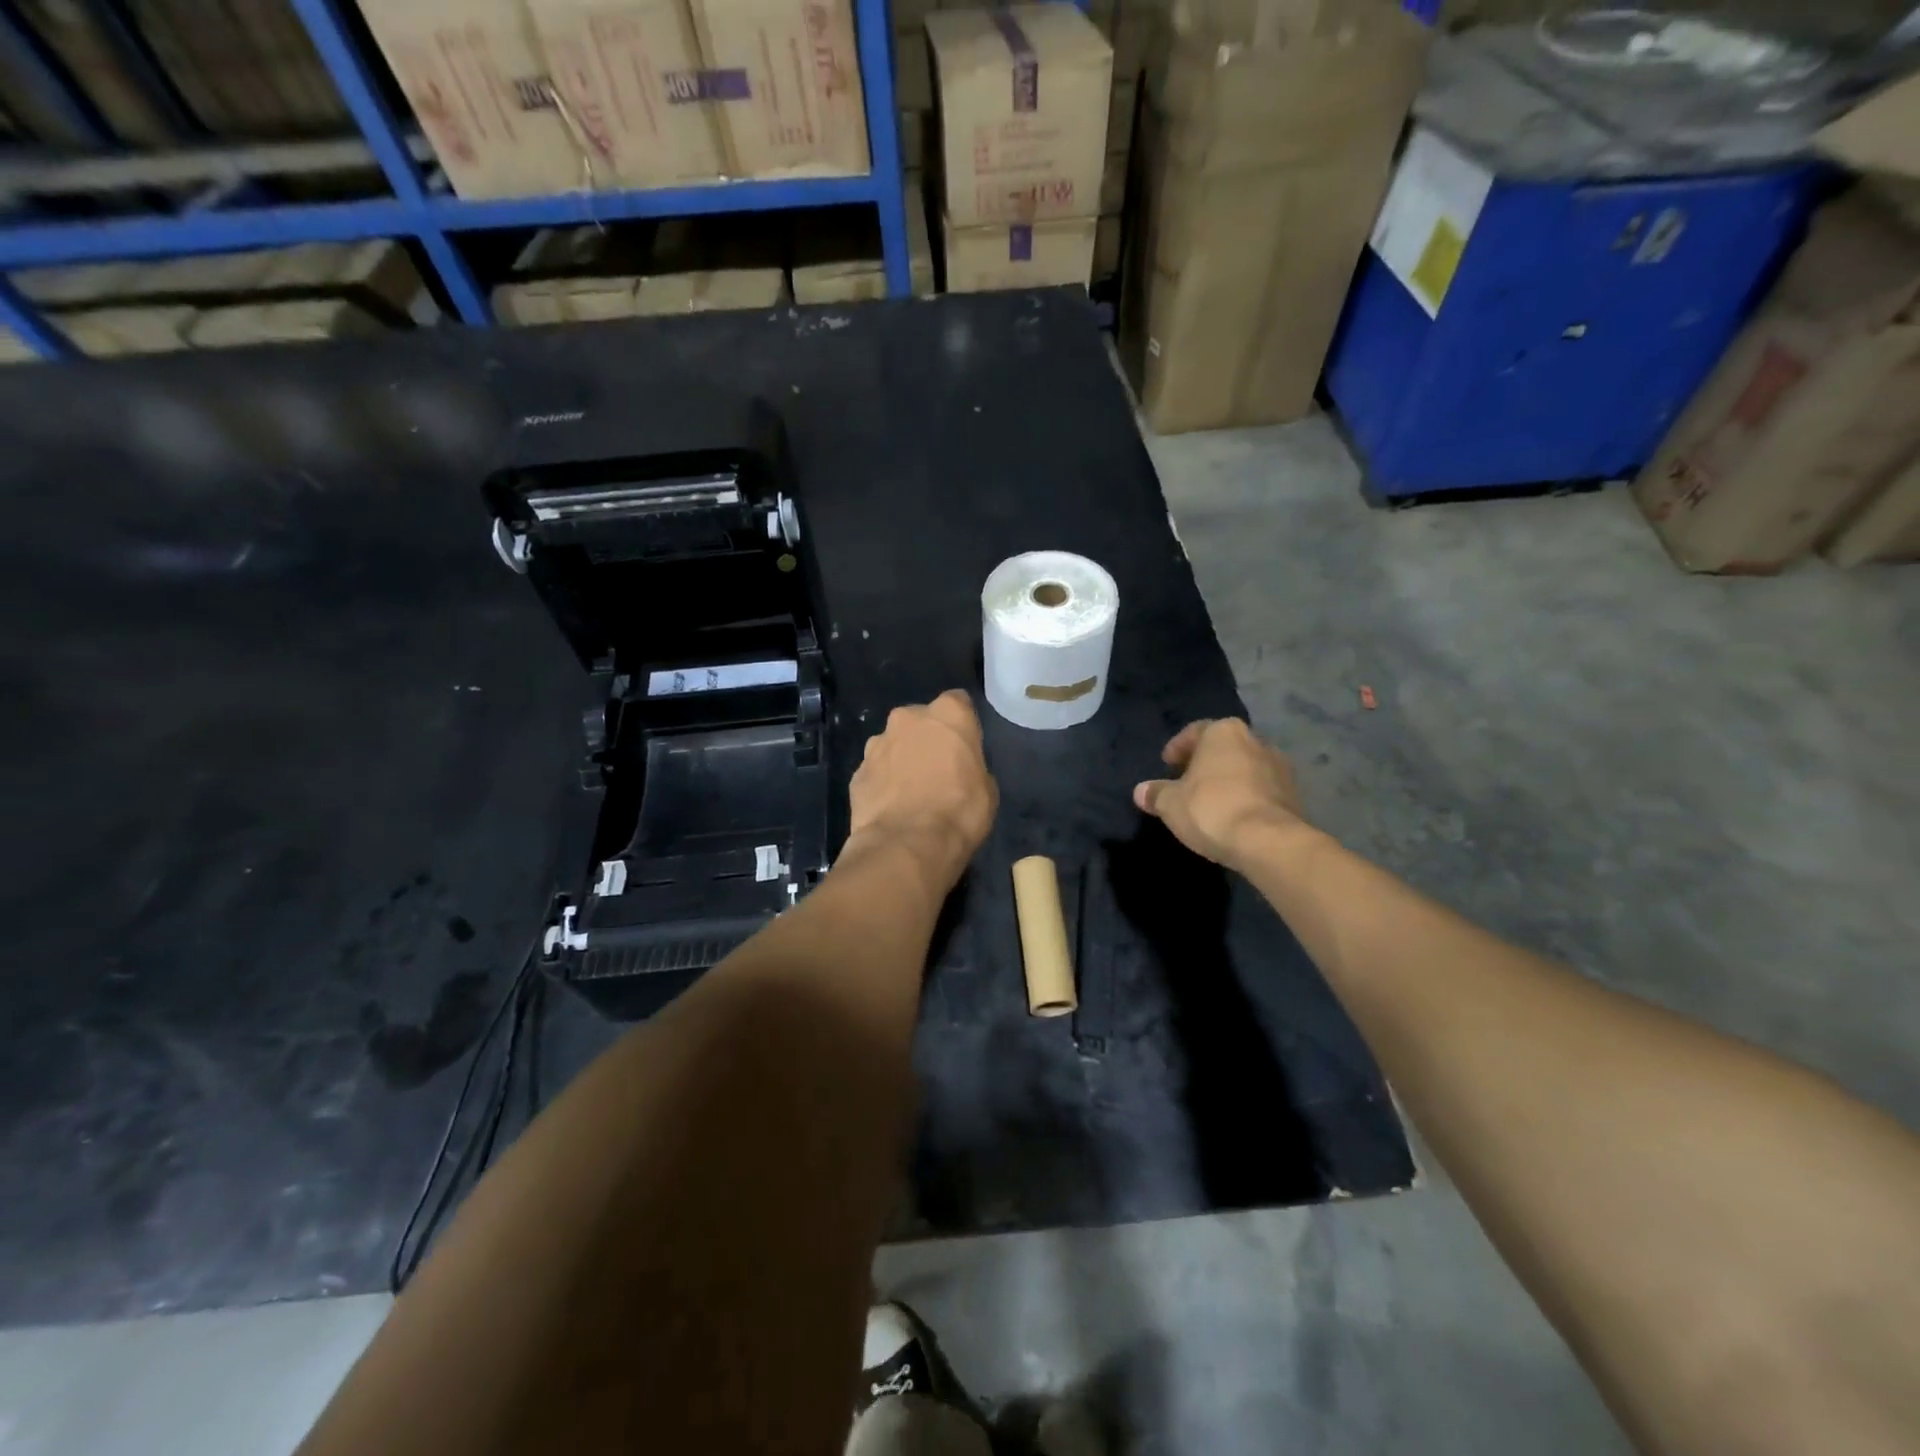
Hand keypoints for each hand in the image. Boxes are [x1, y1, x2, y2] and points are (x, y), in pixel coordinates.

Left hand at [847, 689, 997, 891]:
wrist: (907, 845)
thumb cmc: (960, 812)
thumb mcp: (986, 789)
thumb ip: (971, 766)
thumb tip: (959, 770)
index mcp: (947, 714)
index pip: (958, 702)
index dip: (961, 724)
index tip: (965, 746)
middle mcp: (907, 718)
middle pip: (920, 720)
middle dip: (926, 739)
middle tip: (937, 770)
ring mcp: (876, 743)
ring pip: (893, 744)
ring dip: (901, 759)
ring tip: (910, 793)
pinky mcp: (856, 772)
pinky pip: (875, 772)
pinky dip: (883, 784)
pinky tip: (892, 808)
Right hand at [1133, 719, 1310, 872]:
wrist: (1268, 841)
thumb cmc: (1211, 809)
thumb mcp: (1170, 803)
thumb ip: (1155, 793)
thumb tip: (1141, 791)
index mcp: (1223, 732)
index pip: (1195, 732)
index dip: (1177, 748)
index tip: (1167, 765)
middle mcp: (1255, 739)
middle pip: (1222, 748)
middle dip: (1204, 763)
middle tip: (1186, 783)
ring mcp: (1279, 765)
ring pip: (1244, 767)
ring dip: (1228, 780)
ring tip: (1210, 802)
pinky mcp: (1294, 793)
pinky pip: (1261, 788)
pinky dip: (1246, 796)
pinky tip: (1233, 815)